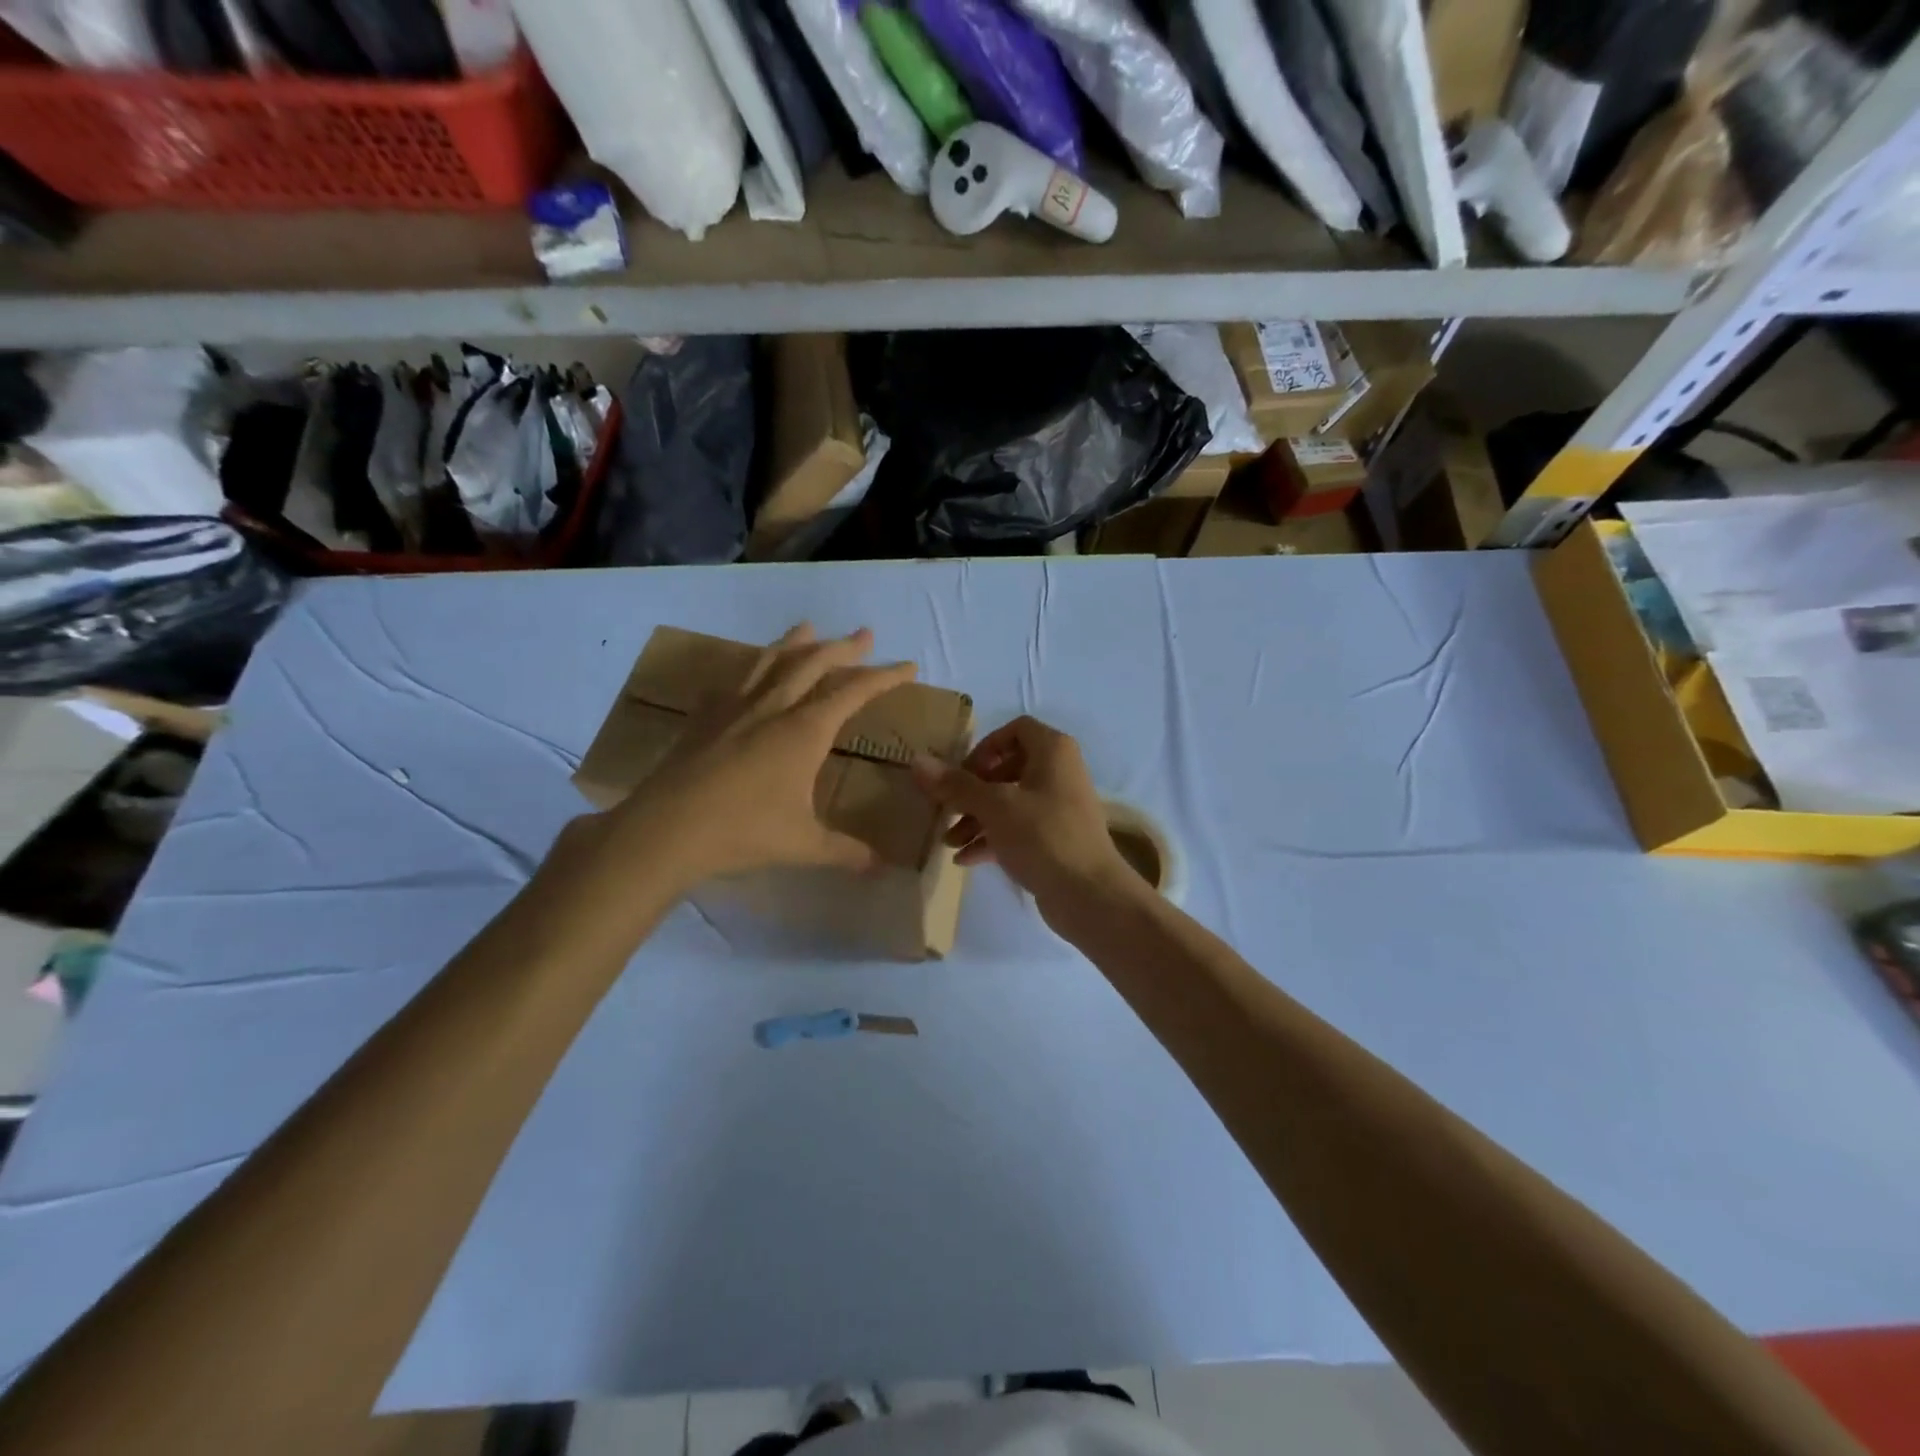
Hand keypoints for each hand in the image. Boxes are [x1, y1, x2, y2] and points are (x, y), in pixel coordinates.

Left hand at [598, 624, 914, 892]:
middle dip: (844, 647)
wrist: (666, 829)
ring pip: (771, 660)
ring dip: (795, 642)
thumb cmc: (743, 832)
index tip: (908, 666)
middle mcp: (773, 707)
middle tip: (865, 634)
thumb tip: (881, 867)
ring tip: (808, 628)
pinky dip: (749, 668)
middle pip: (813, 663)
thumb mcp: (803, 845)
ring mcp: (735, 707)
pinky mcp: (705, 717)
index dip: (884, 677)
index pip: (853, 692)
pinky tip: (747, 670)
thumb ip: (845, 852)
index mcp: (804, 731)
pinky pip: (733, 680)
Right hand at [912, 716, 1138, 923]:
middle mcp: (1058, 772)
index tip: (963, 773)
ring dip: (976, 818)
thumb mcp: (994, 806)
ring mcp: (1057, 807)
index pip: (1015, 729)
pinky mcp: (1054, 839)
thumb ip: (956, 785)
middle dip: (972, 791)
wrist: (1089, 894)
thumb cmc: (1043, 836)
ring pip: (1008, 802)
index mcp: (1053, 751)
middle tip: (947, 810)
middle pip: (1006, 768)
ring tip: (948, 842)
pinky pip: (1017, 829)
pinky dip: (991, 839)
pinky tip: (964, 859)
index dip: (985, 747)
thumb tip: (917, 761)